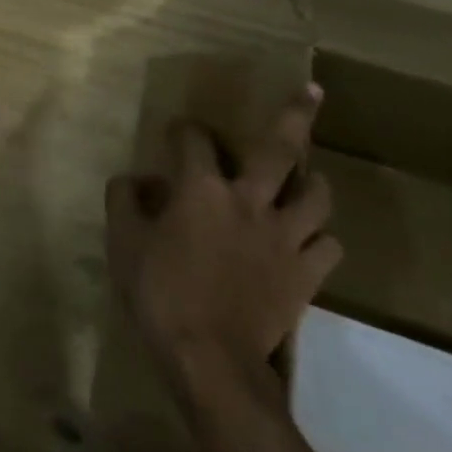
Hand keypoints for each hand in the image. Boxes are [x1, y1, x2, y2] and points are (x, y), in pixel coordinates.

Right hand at [105, 84, 339, 412]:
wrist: (210, 360)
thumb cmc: (160, 293)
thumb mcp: (123, 242)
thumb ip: (124, 201)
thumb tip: (134, 179)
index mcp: (202, 188)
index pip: (194, 139)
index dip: (183, 129)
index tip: (176, 131)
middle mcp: (250, 201)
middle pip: (281, 149)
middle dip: (296, 115)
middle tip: (312, 91)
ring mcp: (284, 238)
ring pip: (317, 197)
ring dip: (314, 182)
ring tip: (309, 177)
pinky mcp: (306, 275)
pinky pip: (328, 248)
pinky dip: (322, 239)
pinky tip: (310, 240)